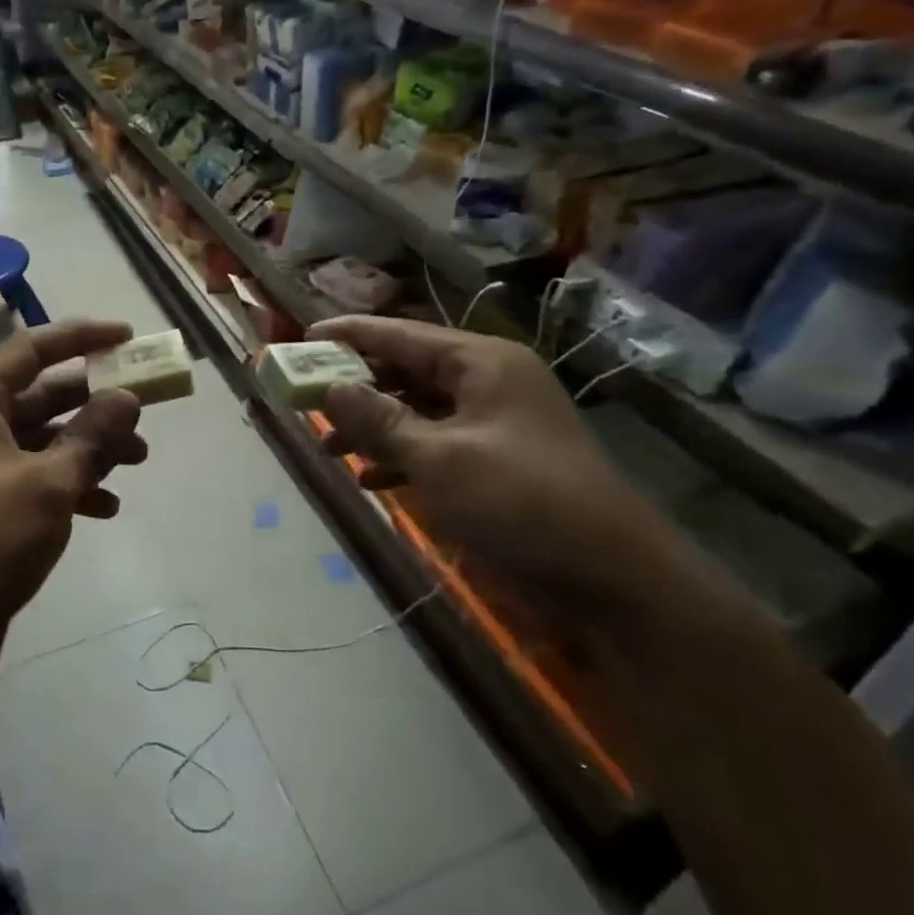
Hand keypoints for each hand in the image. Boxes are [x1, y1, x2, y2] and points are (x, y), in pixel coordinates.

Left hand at [0, 320, 147, 691]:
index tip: (128, 336)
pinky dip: (71, 486)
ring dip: (89, 447)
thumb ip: (91, 435)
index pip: (31, 349)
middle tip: (144, 413)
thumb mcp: (47, 483)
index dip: (80, 336)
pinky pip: (35, 481)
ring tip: (138, 462)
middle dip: (95, 403)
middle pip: (42, 395)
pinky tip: (107, 507)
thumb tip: (126, 395)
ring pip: (44, 440)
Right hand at [308, 316, 717, 636]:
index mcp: (482, 363)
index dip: (350, 335)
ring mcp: (495, 425)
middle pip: (408, 371)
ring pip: (418, 411)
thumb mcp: (438, 459)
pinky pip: (435, 445)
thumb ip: (379, 421)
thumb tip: (329, 388)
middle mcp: (488, 383)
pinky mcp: (496, 463)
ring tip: (330, 447)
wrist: (610, 580)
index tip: (303, 336)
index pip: (402, 335)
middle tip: (307, 397)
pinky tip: (371, 479)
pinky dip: (402, 457)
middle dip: (357, 385)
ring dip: (375, 427)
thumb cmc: (520, 503)